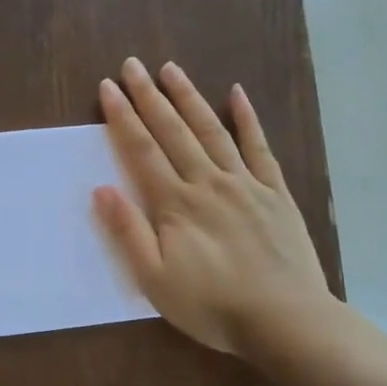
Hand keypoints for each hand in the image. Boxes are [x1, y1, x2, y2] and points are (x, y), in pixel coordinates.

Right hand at [93, 57, 334, 361]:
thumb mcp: (155, 280)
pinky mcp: (275, 193)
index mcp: (176, 204)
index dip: (123, 118)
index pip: (142, 151)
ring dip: (189, 98)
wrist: (285, 319)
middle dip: (150, 97)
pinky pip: (260, 148)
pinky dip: (247, 119)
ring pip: (212, 130)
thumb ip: (128, 232)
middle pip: (174, 131)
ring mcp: (246, 184)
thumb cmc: (211, 306)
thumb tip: (102, 189)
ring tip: (171, 69)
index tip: (108, 88)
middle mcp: (208, 182)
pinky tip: (237, 94)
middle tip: (132, 65)